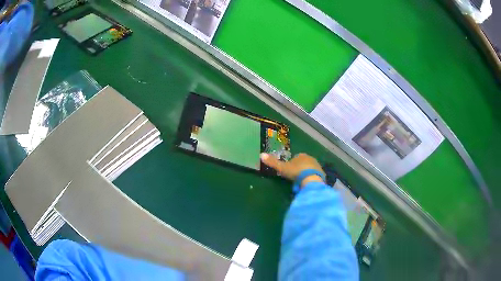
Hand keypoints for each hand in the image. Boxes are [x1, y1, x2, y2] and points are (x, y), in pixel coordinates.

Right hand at [260, 153, 324, 186]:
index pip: (295, 158)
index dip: (291, 164)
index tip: (288, 172)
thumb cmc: (296, 172)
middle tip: (294, 178)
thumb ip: (273, 162)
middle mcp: (310, 158)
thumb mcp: (282, 168)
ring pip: (309, 169)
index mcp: (301, 155)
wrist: (311, 180)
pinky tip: (307, 184)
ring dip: (305, 174)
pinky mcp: (322, 173)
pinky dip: (311, 178)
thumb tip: (261, 154)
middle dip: (299, 169)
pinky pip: (315, 175)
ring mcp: (317, 166)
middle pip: (303, 163)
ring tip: (300, 182)